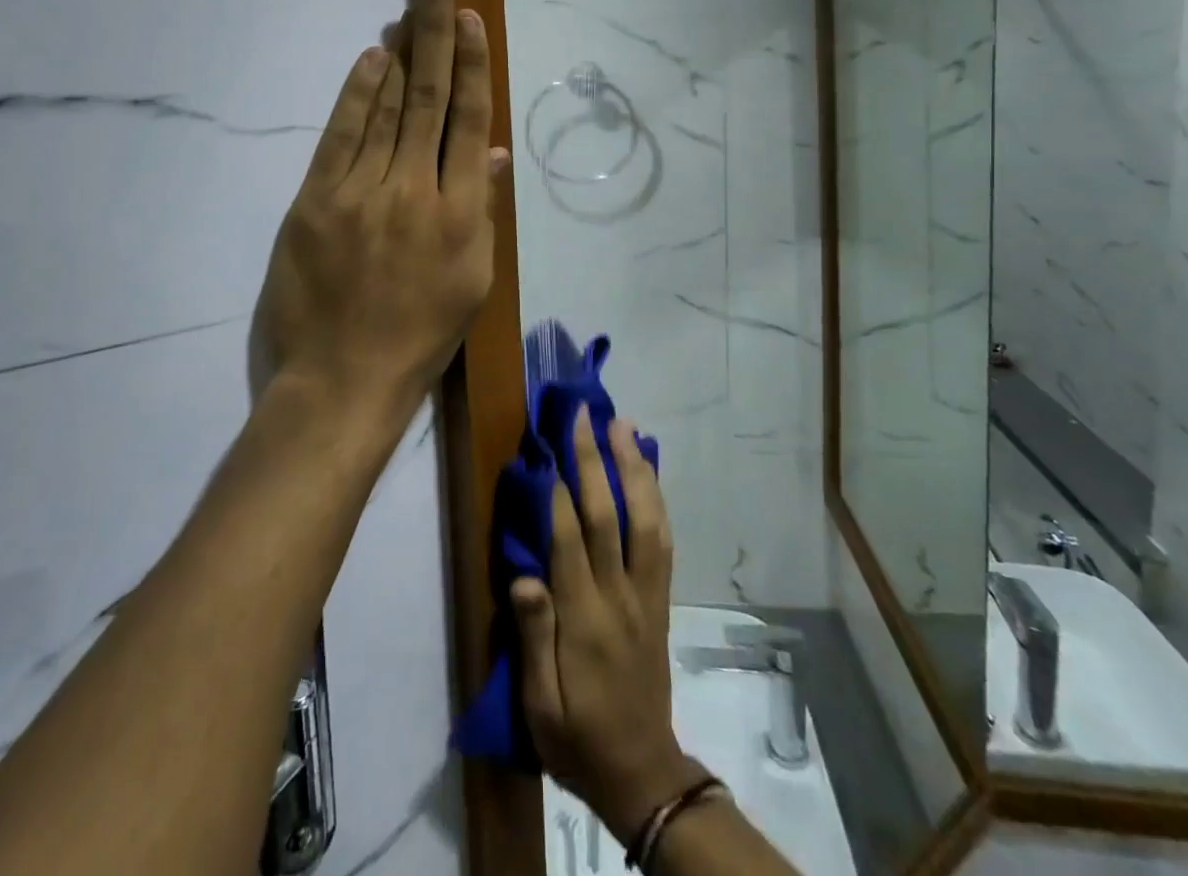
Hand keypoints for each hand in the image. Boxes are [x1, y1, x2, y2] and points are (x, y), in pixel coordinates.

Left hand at [260, 0, 505, 428]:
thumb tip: (492, 151)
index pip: (468, 123)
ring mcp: (360, 194)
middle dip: (435, 35)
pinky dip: (355, 95)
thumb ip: (483, 210)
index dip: (471, 67)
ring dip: (397, 55)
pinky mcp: (315, 202)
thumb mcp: (472, 282)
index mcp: (460, 215)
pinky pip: (339, 136)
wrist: (343, 381)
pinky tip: (368, 60)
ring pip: (384, 110)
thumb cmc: (419, 337)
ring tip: (408, 9)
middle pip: (427, 100)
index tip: (472, 21)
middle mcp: (414, 192)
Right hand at [512, 409, 702, 842]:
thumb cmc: (578, 738)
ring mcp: (647, 593)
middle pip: (611, 517)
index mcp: (585, 621)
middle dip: (596, 462)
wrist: (642, 773)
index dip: (559, 493)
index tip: (548, 448)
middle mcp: (621, 596)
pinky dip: (656, 498)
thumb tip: (524, 575)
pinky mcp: (661, 598)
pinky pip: (663, 539)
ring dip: (635, 468)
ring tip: (624, 427)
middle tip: (586, 415)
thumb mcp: (540, 706)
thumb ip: (532, 637)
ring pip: (647, 519)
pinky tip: (647, 471)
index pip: (571, 542)